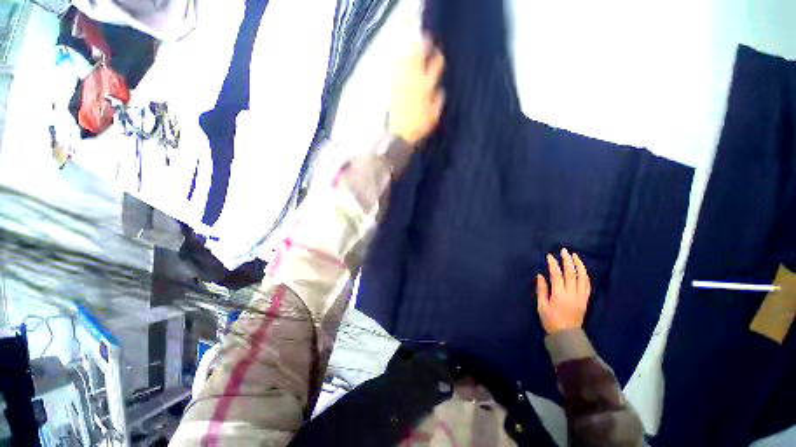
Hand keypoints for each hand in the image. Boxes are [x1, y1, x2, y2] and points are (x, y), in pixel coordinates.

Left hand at [388, 35, 445, 144]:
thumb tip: (440, 89)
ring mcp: (403, 85)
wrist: (399, 135)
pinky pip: (396, 72)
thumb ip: (438, 102)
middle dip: (423, 49)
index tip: (438, 53)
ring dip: (410, 52)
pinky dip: (398, 63)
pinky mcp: (394, 90)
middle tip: (425, 40)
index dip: (437, 59)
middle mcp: (415, 83)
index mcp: (427, 90)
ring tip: (413, 44)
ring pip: (407, 64)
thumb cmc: (419, 128)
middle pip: (419, 61)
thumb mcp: (434, 118)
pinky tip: (399, 58)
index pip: (434, 68)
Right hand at [536, 249, 591, 333]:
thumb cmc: (550, 320)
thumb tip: (540, 276)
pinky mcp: (585, 300)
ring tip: (575, 256)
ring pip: (582, 278)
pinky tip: (582, 269)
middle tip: (564, 251)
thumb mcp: (541, 306)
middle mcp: (572, 294)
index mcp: (559, 295)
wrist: (567, 335)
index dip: (553, 264)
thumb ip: (541, 290)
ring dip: (579, 265)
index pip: (557, 275)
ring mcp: (580, 297)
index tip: (549, 256)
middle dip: (567, 261)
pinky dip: (585, 275)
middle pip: (571, 274)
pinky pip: (587, 285)